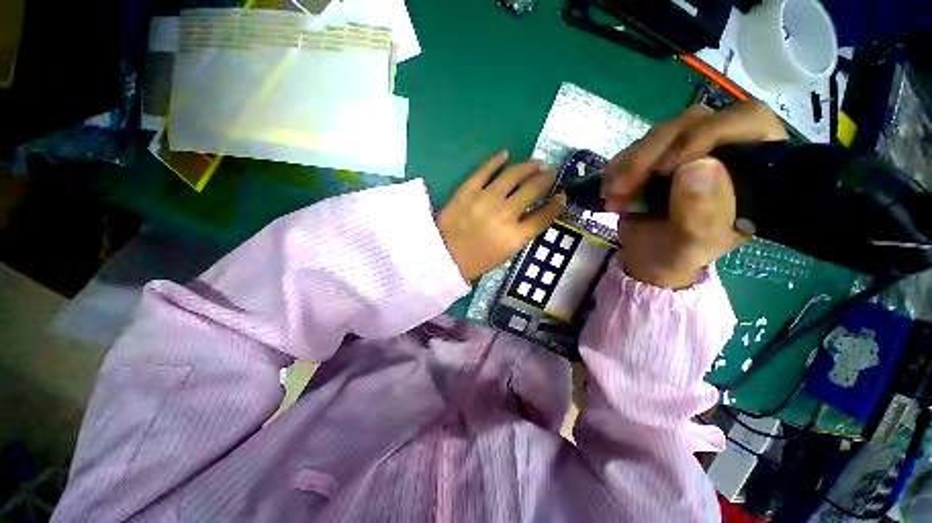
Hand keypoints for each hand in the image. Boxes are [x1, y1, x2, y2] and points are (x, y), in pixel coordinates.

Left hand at [438, 151, 565, 280]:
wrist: (444, 257)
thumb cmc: (476, 261)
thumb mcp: (505, 254)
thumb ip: (522, 233)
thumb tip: (533, 212)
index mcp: (515, 237)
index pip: (544, 216)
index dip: (557, 204)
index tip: (562, 195)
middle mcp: (504, 215)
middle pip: (532, 190)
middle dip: (547, 179)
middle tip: (552, 172)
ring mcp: (485, 200)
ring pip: (513, 175)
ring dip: (528, 166)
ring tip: (536, 163)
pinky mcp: (467, 191)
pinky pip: (484, 170)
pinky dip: (496, 160)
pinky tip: (506, 154)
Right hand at [601, 102, 787, 288]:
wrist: (647, 256)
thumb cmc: (678, 254)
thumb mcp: (692, 244)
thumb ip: (702, 213)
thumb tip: (698, 165)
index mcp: (755, 168)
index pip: (747, 121)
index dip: (707, 134)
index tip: (666, 168)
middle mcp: (726, 148)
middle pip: (695, 121)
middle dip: (652, 153)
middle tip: (623, 187)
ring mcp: (689, 148)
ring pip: (661, 132)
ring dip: (630, 163)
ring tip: (613, 195)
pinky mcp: (660, 153)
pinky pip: (638, 145)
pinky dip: (619, 166)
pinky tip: (610, 189)